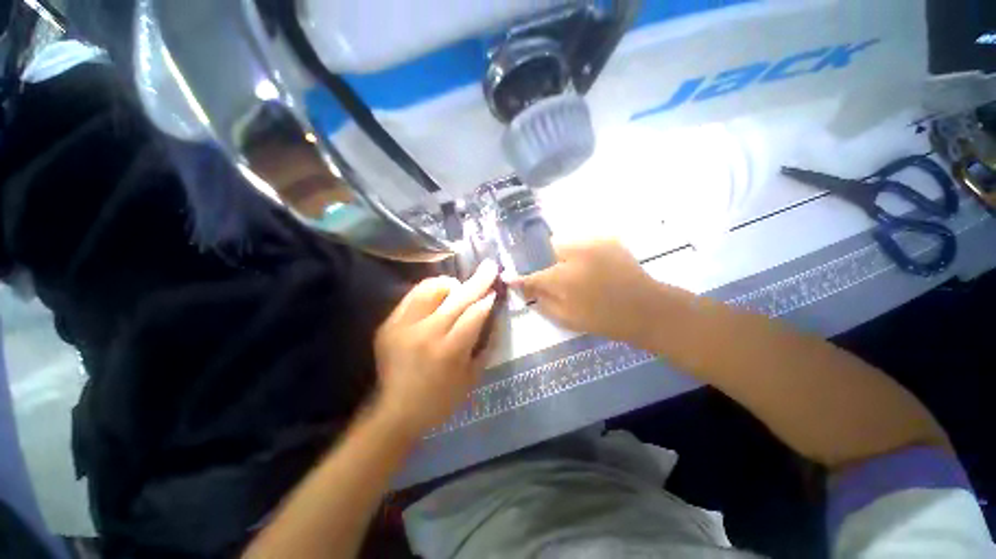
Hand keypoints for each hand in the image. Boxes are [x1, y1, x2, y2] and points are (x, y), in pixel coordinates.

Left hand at [373, 260, 498, 436]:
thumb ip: (485, 344)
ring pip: (431, 288)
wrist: (396, 411)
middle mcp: (426, 333)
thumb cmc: (441, 399)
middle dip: (478, 281)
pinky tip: (438, 295)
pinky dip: (430, 290)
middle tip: (490, 267)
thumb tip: (493, 315)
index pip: (474, 314)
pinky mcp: (389, 324)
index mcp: (449, 351)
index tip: (495, 290)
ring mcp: (404, 326)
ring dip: (451, 284)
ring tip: (458, 288)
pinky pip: (412, 295)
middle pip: (457, 298)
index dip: (487, 299)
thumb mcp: (472, 377)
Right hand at [507, 238, 680, 343]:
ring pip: (565, 244)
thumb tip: (526, 290)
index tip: (508, 276)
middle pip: (547, 250)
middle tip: (555, 277)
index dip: (518, 277)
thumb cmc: (603, 318)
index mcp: (562, 277)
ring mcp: (592, 243)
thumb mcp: (567, 318)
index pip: (531, 275)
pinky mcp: (607, 240)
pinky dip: (580, 253)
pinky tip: (590, 266)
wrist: (645, 308)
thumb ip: (542, 301)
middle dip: (546, 262)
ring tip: (575, 271)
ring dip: (563, 256)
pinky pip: (583, 243)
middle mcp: (573, 253)